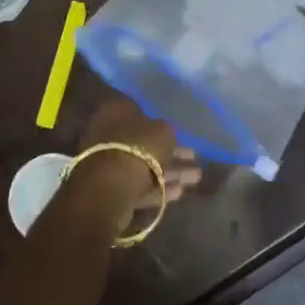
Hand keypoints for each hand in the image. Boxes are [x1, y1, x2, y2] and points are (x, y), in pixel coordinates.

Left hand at [79, 97, 201, 214]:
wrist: (111, 184)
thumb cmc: (138, 146)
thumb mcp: (163, 131)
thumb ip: (167, 131)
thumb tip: (166, 133)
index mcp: (115, 112)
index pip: (140, 113)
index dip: (162, 123)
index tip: (179, 133)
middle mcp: (108, 135)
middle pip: (144, 143)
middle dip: (170, 152)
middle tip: (194, 158)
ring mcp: (108, 163)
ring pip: (144, 166)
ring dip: (170, 172)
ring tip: (196, 177)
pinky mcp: (112, 189)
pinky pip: (139, 185)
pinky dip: (159, 188)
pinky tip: (180, 192)